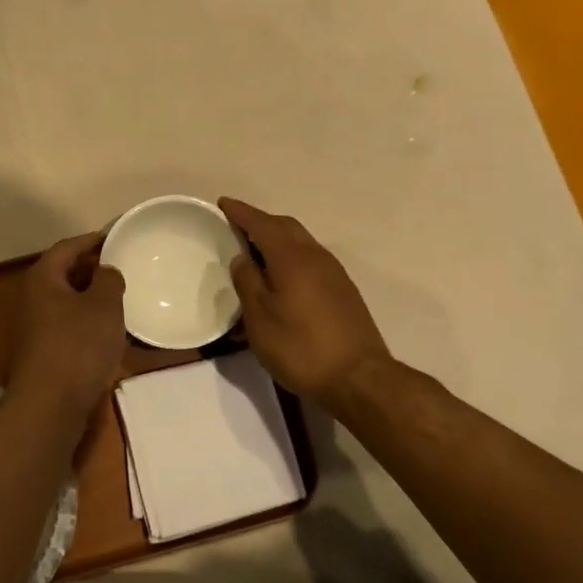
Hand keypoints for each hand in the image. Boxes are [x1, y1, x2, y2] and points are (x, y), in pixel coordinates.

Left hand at [7, 232, 126, 419]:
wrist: (49, 406)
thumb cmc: (78, 346)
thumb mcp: (103, 305)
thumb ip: (108, 279)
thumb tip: (105, 271)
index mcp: (43, 278)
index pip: (67, 247)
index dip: (92, 240)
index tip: (116, 237)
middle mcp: (32, 298)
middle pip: (64, 273)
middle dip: (92, 269)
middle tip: (122, 268)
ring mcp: (34, 328)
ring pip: (67, 302)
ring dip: (91, 299)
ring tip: (121, 299)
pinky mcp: (42, 353)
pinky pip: (68, 327)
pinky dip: (87, 323)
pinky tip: (109, 334)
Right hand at [220, 198, 391, 403]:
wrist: (359, 379)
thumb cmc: (300, 347)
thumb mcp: (260, 317)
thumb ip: (247, 281)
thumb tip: (242, 257)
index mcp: (291, 257)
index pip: (262, 223)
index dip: (241, 212)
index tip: (223, 204)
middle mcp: (315, 256)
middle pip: (286, 227)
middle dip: (261, 222)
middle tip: (237, 228)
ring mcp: (334, 273)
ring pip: (301, 243)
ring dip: (277, 240)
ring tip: (256, 253)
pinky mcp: (343, 291)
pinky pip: (311, 260)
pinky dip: (291, 258)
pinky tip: (282, 279)